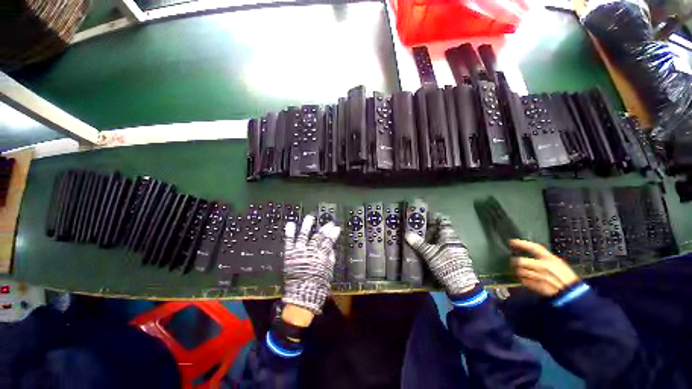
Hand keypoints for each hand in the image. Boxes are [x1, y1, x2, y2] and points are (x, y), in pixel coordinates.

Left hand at [283, 215, 340, 314]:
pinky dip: (290, 232)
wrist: (301, 296)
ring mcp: (299, 252)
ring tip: (310, 217)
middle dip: (325, 229)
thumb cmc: (318, 286)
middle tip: (329, 223)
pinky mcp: (289, 254)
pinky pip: (289, 241)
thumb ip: (330, 259)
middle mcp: (311, 252)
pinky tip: (290, 223)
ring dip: (307, 225)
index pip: (329, 241)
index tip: (336, 227)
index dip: (333, 233)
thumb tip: (330, 249)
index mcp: (321, 256)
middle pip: (318, 237)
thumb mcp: (328, 272)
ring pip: (304, 235)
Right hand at [405, 214, 477, 294]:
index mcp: (449, 234)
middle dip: (432, 229)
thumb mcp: (429, 253)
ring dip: (435, 238)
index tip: (424, 217)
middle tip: (420, 229)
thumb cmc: (445, 264)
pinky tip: (432, 250)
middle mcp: (455, 239)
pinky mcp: (458, 257)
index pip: (442, 220)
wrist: (461, 284)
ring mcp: (458, 248)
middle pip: (443, 230)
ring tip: (423, 239)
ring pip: (445, 239)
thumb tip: (407, 233)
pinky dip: (439, 246)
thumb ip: (419, 243)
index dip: (433, 218)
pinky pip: (447, 247)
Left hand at [510, 239, 580, 296]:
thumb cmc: (565, 276)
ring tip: (522, 271)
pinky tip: (528, 279)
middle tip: (514, 262)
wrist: (572, 293)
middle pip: (520, 261)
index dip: (522, 243)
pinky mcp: (538, 286)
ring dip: (519, 271)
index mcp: (550, 259)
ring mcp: (540, 277)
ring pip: (520, 271)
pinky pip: (523, 281)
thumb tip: (526, 250)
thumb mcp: (557, 262)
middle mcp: (544, 266)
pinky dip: (523, 280)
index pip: (534, 247)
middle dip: (515, 262)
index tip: (512, 241)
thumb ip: (543, 258)